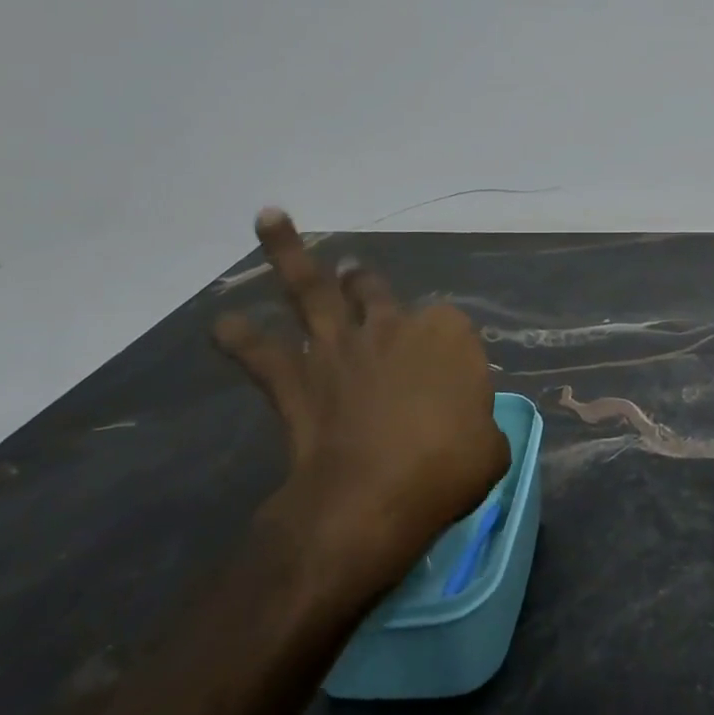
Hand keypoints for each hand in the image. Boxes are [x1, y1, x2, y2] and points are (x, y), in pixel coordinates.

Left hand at [214, 209, 508, 616]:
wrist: (374, 496)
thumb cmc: (448, 467)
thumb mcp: (492, 448)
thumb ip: (481, 426)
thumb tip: (472, 430)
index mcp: (448, 336)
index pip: (450, 325)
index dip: (448, 347)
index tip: (449, 377)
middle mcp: (392, 329)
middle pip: (377, 295)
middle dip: (365, 282)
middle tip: (355, 273)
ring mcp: (340, 349)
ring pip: (312, 294)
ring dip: (289, 256)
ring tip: (270, 218)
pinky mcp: (297, 381)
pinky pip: (262, 355)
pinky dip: (240, 339)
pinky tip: (221, 324)